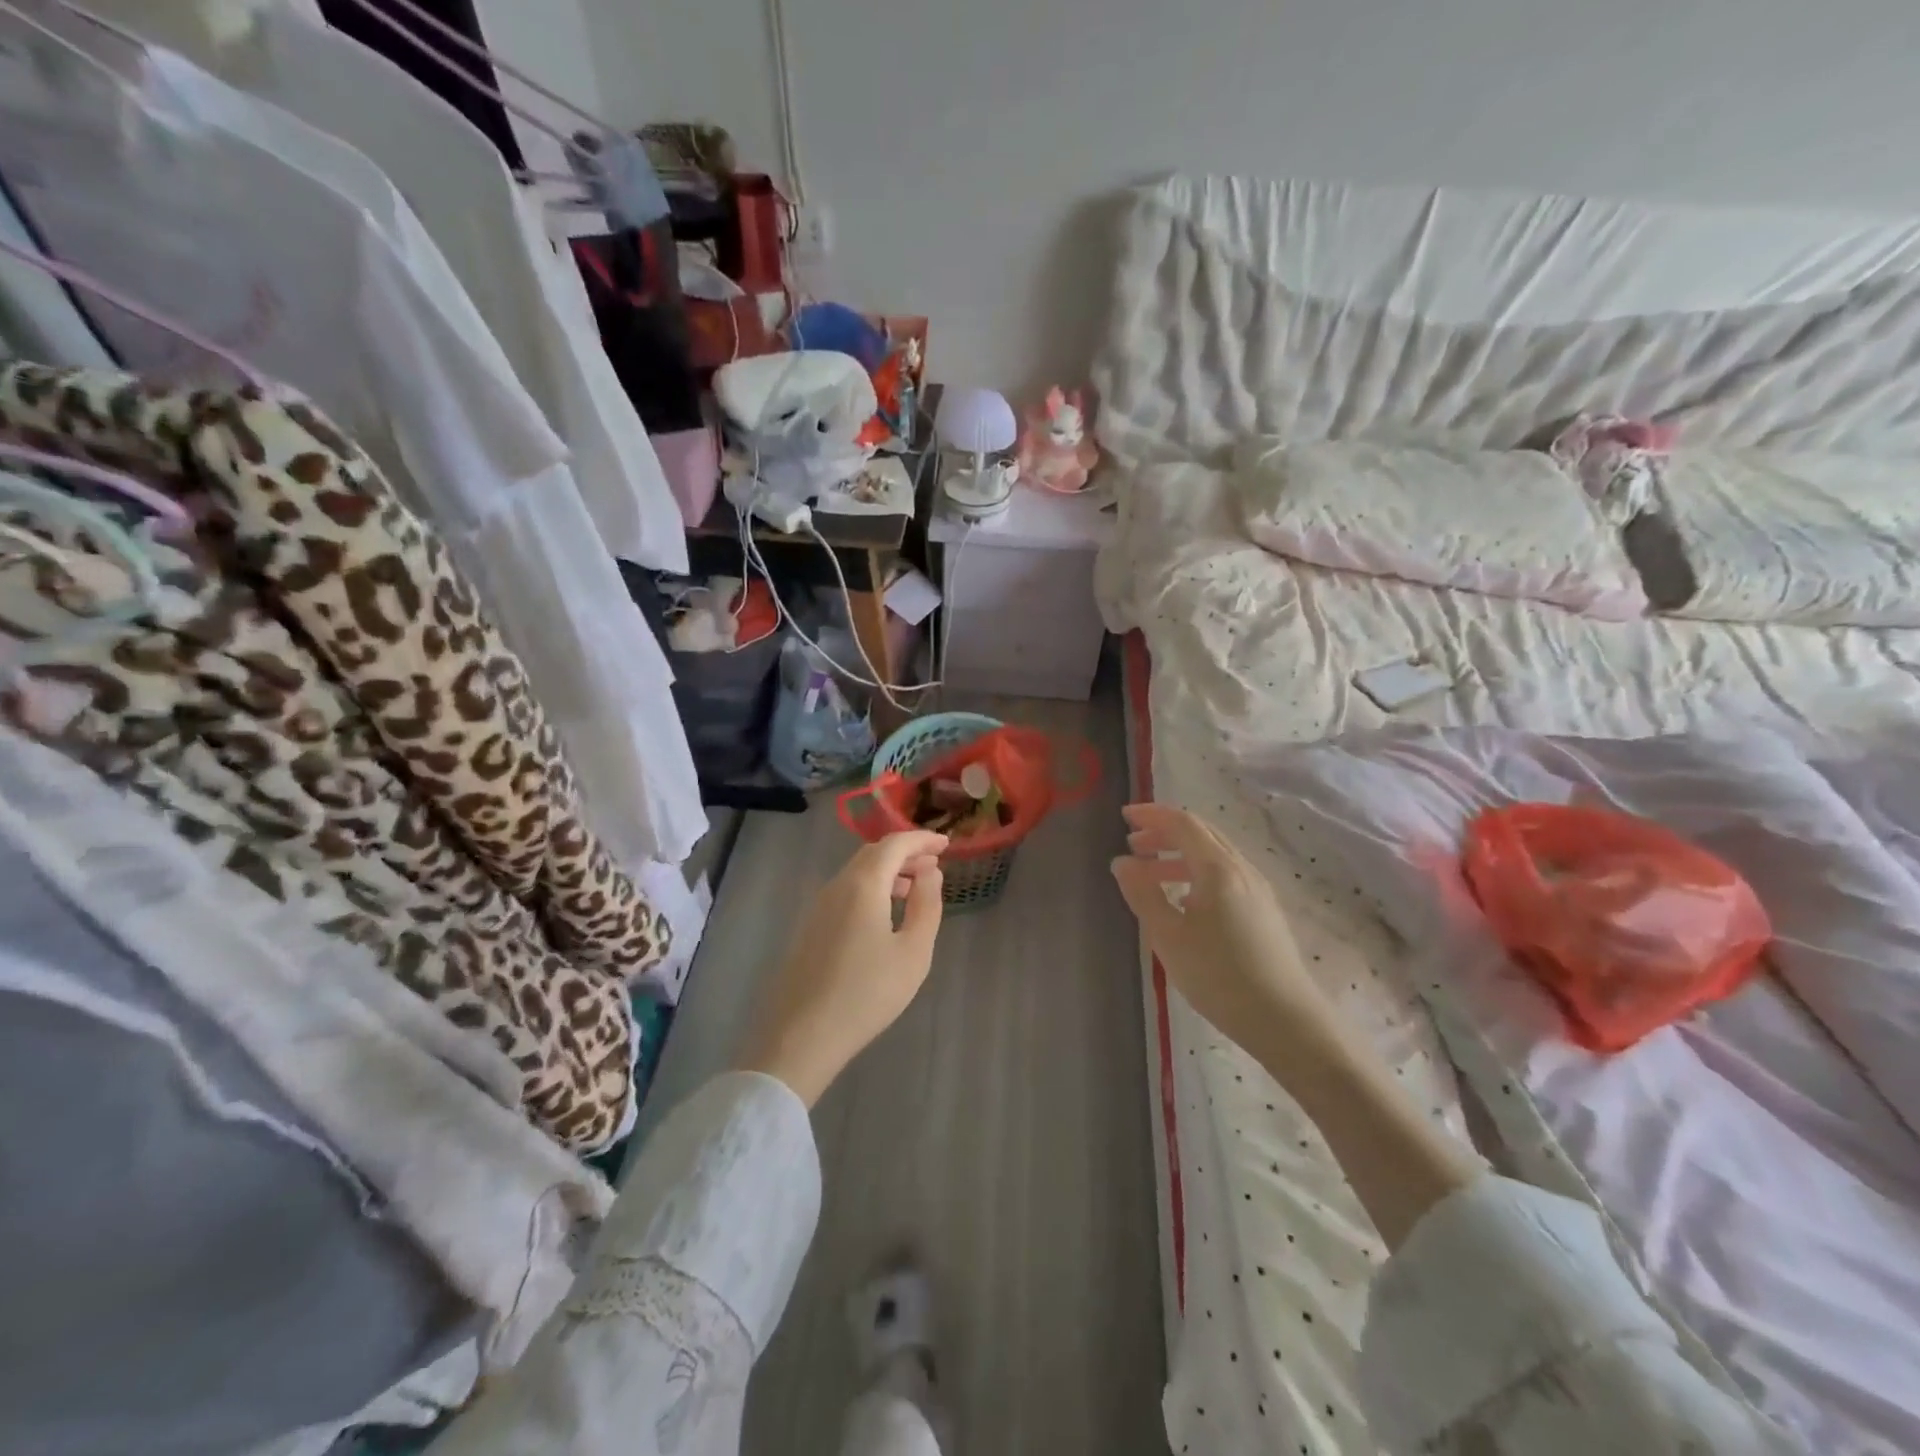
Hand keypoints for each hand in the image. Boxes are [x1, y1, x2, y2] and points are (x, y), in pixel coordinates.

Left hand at [737, 831, 947, 1105]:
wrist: (802, 1035)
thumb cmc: (867, 994)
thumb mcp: (913, 952)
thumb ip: (926, 906)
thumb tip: (930, 873)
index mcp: (863, 884)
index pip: (894, 844)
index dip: (922, 840)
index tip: (946, 844)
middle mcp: (837, 885)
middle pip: (873, 854)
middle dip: (905, 853)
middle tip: (934, 865)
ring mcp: (818, 906)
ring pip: (857, 873)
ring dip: (888, 872)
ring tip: (914, 889)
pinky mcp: (810, 927)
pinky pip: (845, 891)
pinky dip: (871, 889)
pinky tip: (884, 914)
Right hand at [1111, 804, 1336, 1054]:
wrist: (1285, 1020)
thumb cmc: (1219, 975)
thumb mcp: (1169, 936)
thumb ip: (1143, 894)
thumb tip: (1122, 862)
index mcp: (1218, 868)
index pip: (1183, 824)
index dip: (1152, 815)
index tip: (1124, 817)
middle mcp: (1241, 870)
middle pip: (1201, 835)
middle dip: (1164, 833)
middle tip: (1132, 844)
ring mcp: (1257, 890)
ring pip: (1213, 857)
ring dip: (1179, 856)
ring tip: (1149, 874)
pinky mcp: (1264, 912)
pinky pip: (1225, 877)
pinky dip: (1196, 874)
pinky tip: (1183, 901)